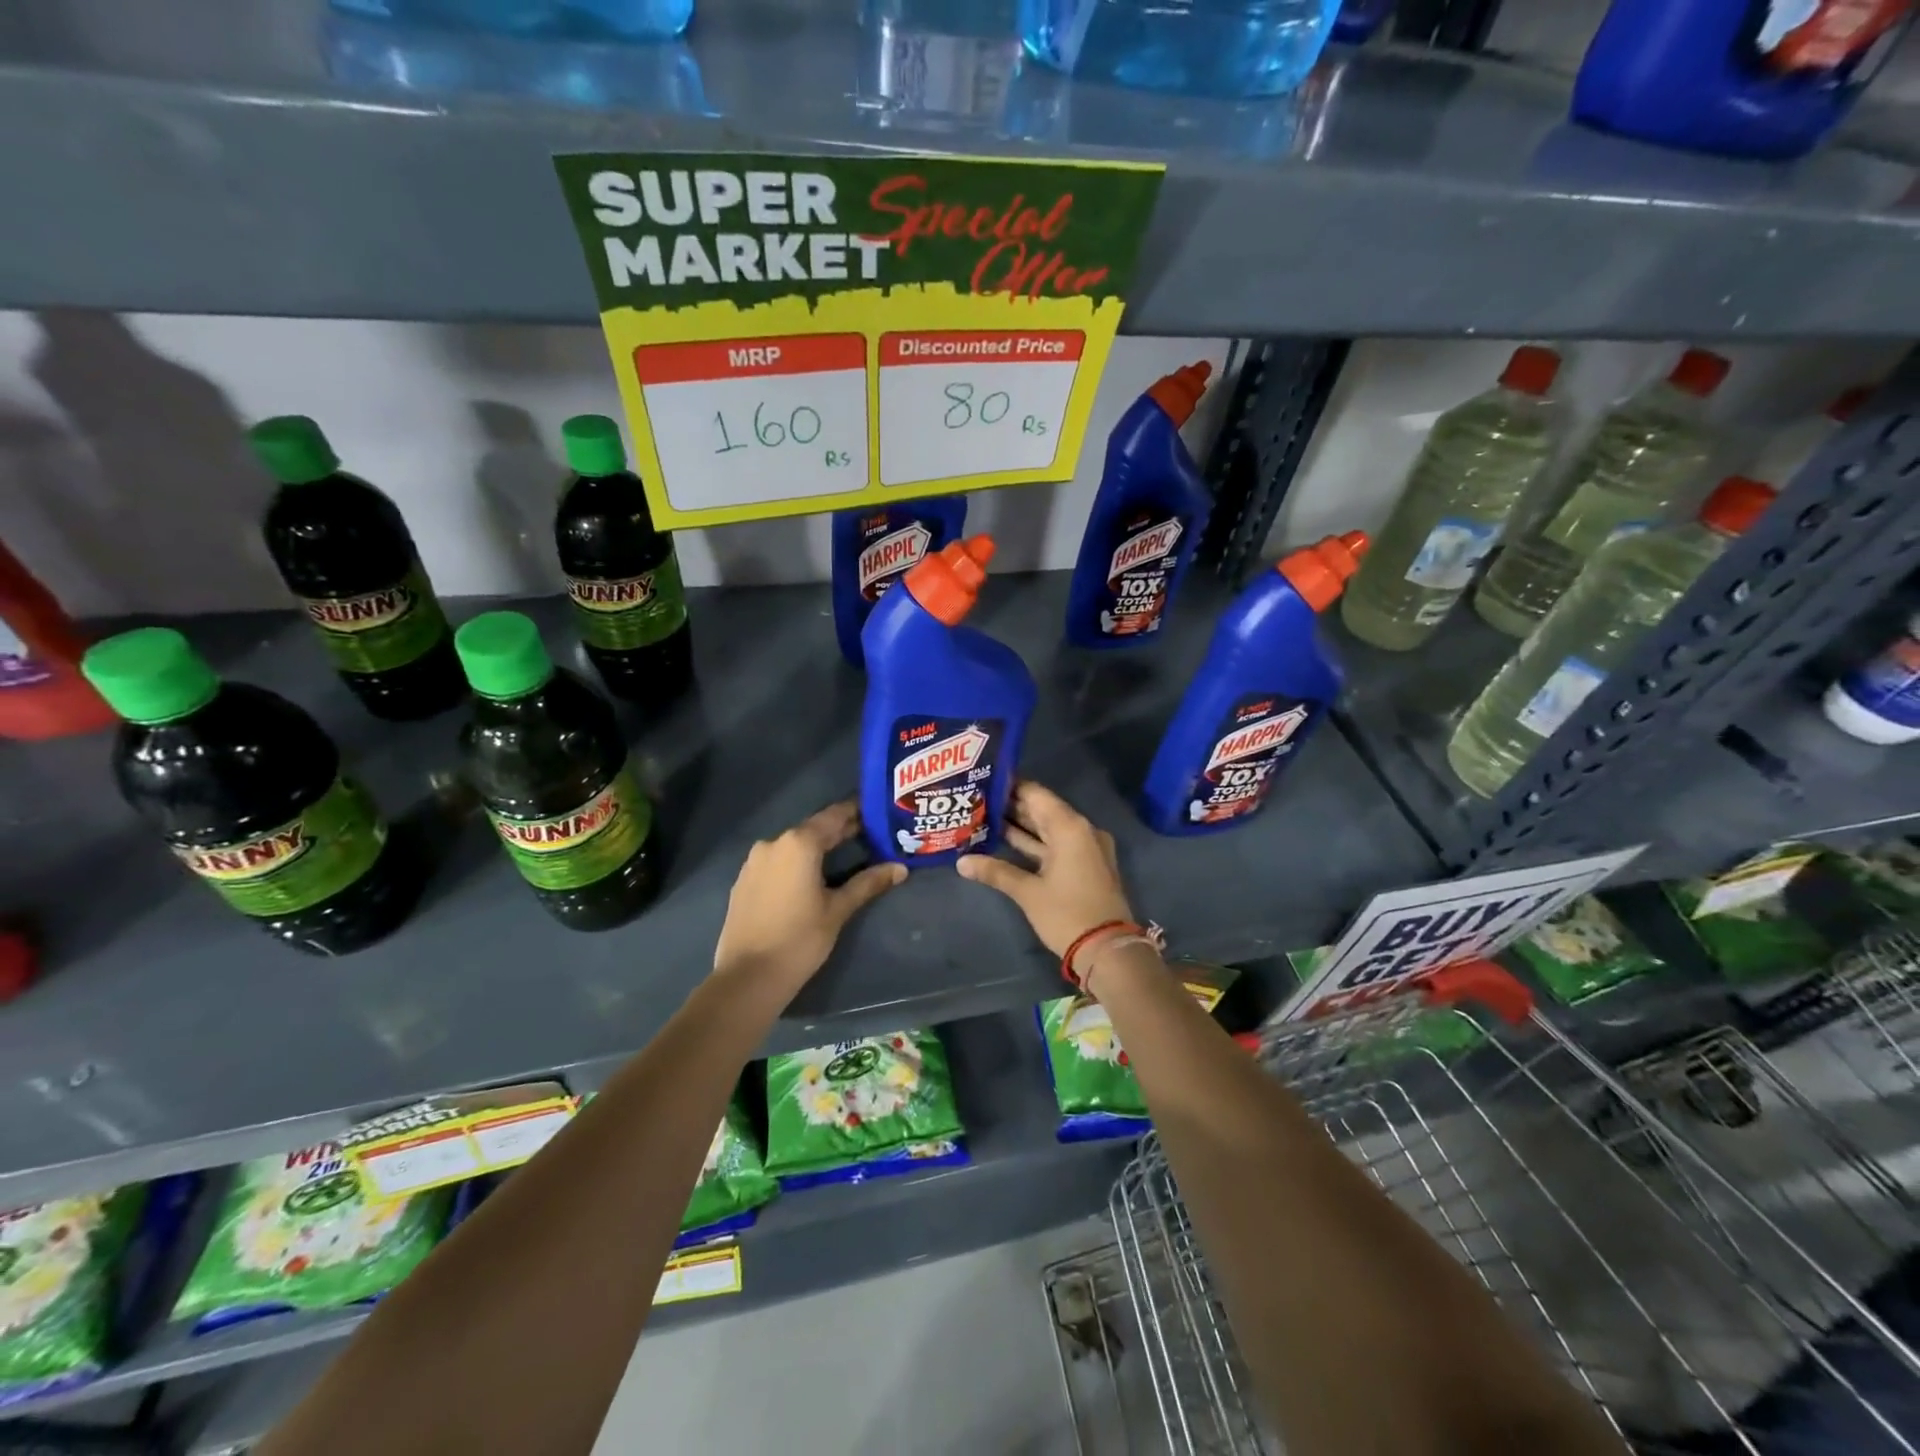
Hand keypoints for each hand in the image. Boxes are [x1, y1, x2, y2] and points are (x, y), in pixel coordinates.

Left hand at [713, 800, 904, 995]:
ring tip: (844, 857)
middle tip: (870, 835)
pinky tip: (810, 877)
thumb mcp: (838, 910)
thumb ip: (868, 883)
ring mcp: (754, 861)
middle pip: (813, 829)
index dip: (857, 811)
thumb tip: (900, 868)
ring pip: (793, 845)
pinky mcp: (744, 880)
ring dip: (817, 847)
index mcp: (799, 843)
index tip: (876, 811)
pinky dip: (796, 862)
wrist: (747, 977)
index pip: (834, 816)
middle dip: (840, 831)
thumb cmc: (800, 939)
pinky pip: (777, 861)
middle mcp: (774, 843)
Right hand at [957, 781, 1134, 958]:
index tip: (984, 781)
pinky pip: (1056, 845)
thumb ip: (995, 872)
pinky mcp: (1086, 866)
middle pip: (1042, 810)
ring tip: (984, 818)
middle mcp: (1081, 830)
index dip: (1010, 786)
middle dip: (1011, 807)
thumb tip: (961, 862)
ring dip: (1020, 826)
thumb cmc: (1067, 914)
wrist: (1109, 950)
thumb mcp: (1028, 892)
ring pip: (1048, 830)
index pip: (1036, 794)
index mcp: (1070, 827)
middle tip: (978, 800)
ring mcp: (1086, 849)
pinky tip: (1005, 844)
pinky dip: (1034, 844)